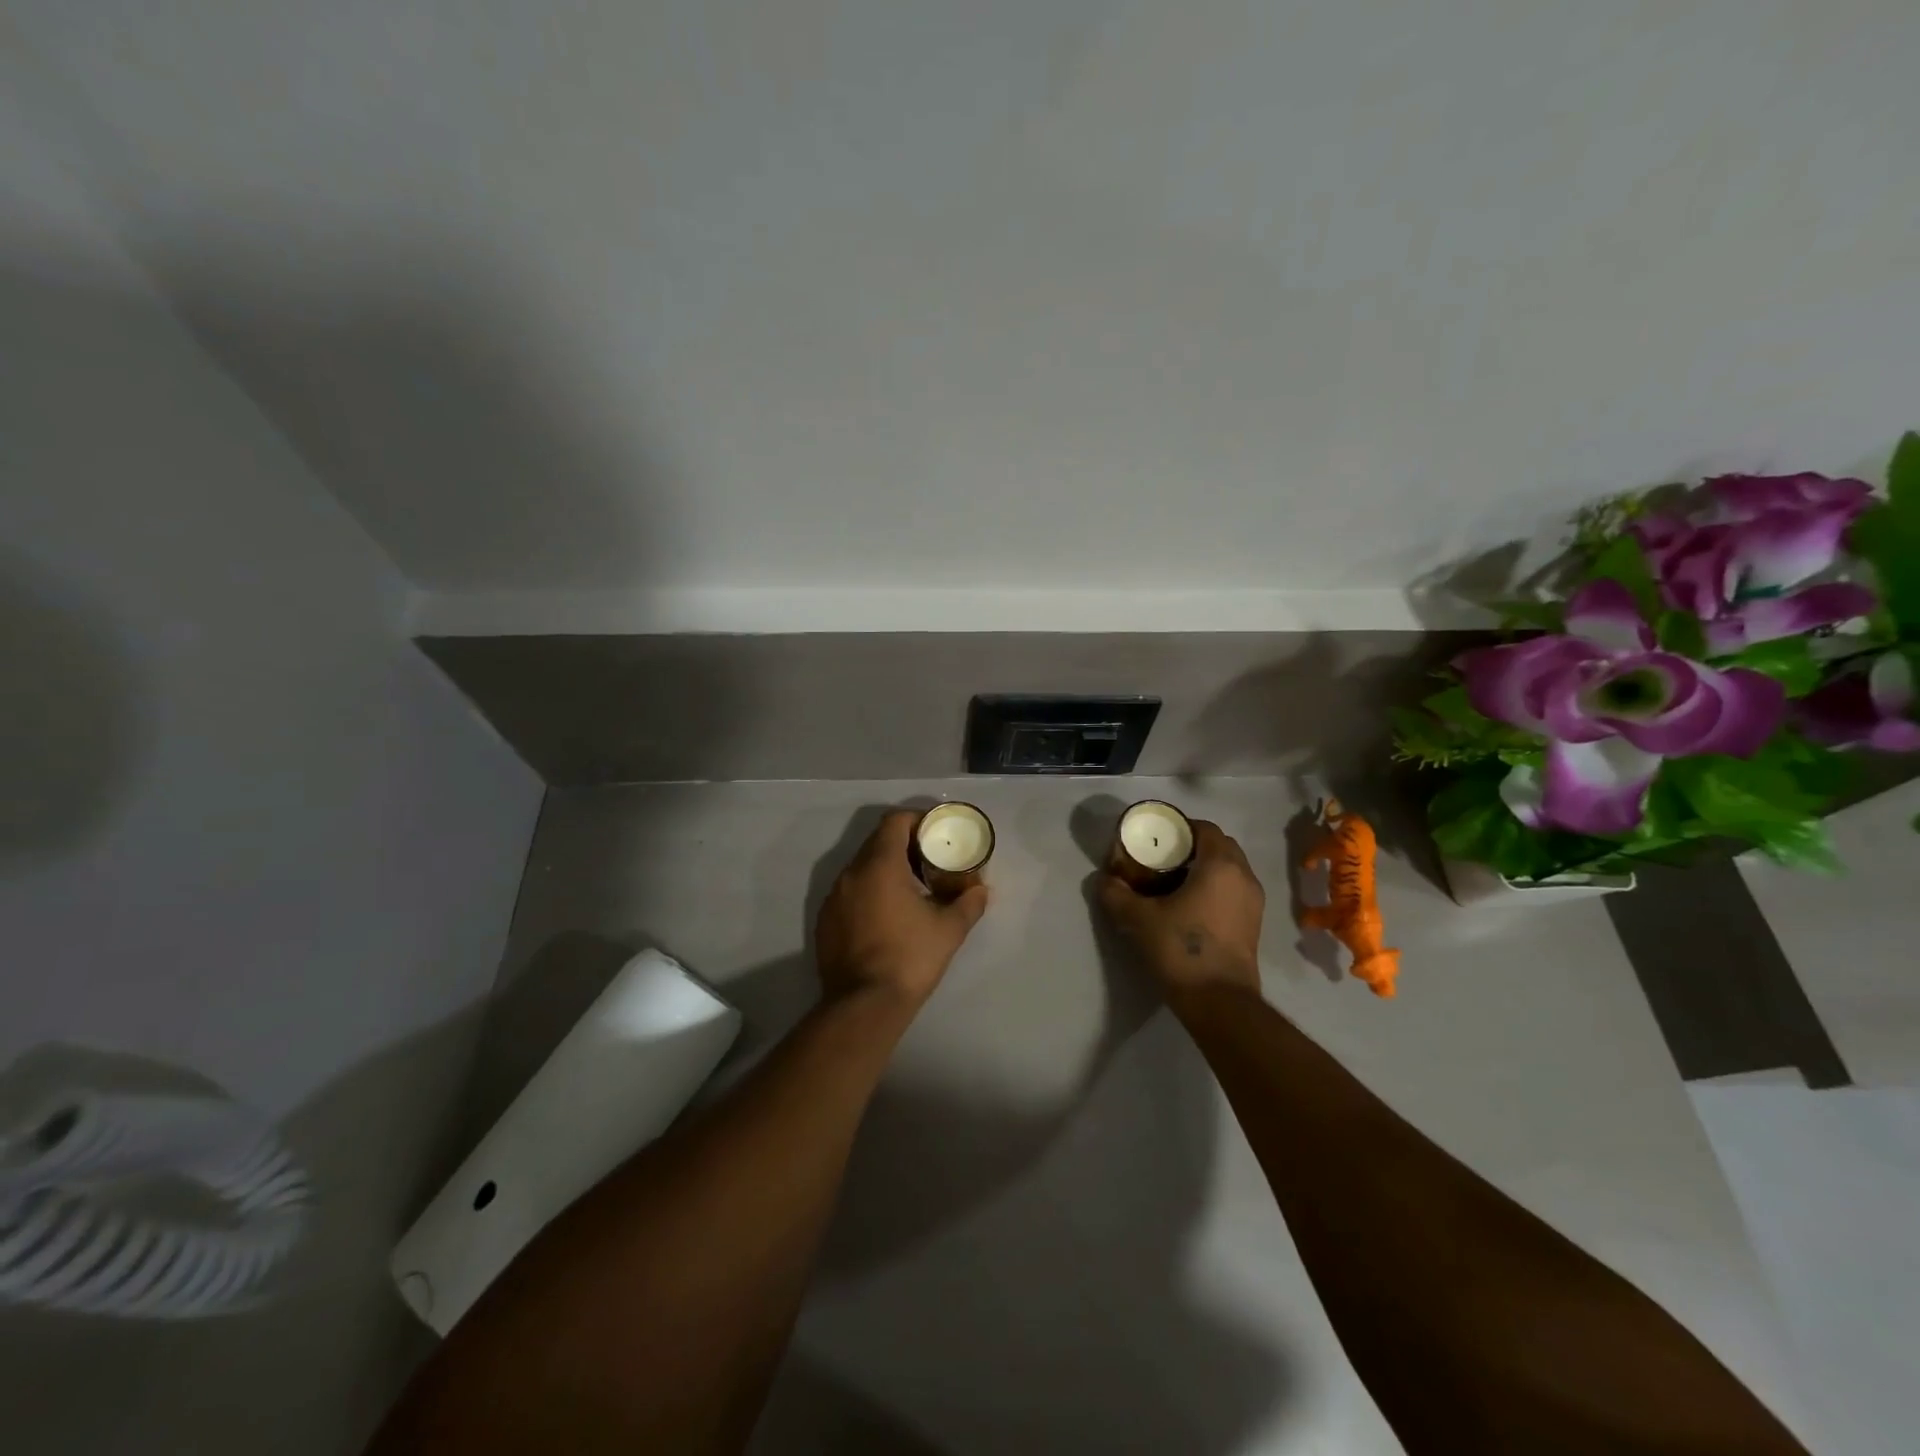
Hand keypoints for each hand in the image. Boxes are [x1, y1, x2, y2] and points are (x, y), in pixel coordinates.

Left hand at [815, 810, 988, 1013]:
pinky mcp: (825, 920)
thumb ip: (969, 902)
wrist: (863, 1005)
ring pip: (862, 867)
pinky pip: (850, 892)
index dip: (917, 820)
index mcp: (880, 865)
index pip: (895, 821)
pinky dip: (869, 891)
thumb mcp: (949, 929)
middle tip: (930, 861)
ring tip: (911, 889)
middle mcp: (851, 872)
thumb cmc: (910, 958)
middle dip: (904, 845)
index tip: (936, 833)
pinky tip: (887, 916)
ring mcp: (834, 897)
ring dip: (886, 869)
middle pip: (877, 842)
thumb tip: (981, 890)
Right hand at [1098, 820, 1264, 1005]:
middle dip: (1194, 847)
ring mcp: (1254, 902)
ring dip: (1206, 868)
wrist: (1219, 1002)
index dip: (1181, 828)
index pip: (1205, 828)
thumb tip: (1104, 880)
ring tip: (1175, 882)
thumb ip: (1116, 894)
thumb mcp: (1138, 919)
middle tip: (1163, 858)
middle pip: (1220, 846)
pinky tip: (1190, 906)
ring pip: (1230, 870)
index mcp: (1220, 865)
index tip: (1157, 838)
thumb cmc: (1181, 950)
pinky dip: (1215, 888)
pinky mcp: (1253, 924)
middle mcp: (1244, 877)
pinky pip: (1234, 891)